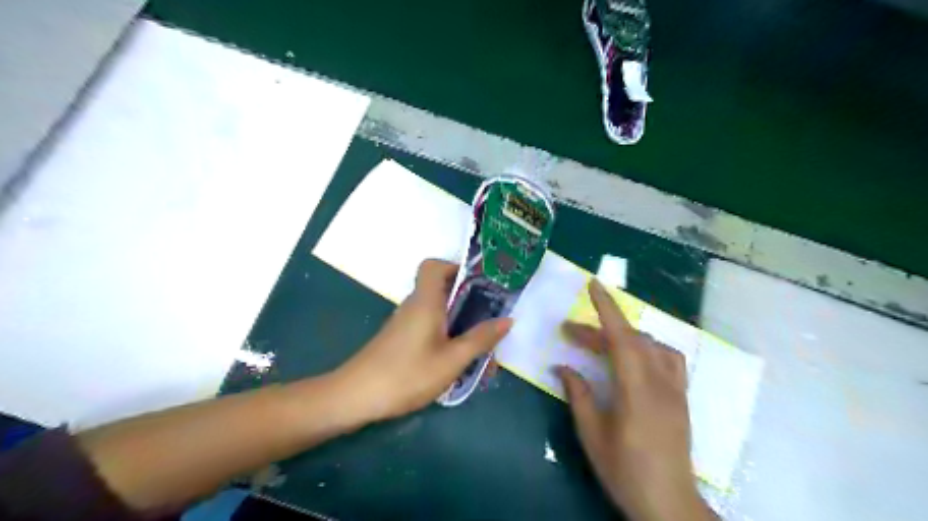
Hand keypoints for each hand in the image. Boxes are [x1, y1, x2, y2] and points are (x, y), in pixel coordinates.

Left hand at [330, 259, 510, 423]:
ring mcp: (405, 323)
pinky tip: (457, 361)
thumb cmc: (407, 374)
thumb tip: (507, 320)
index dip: (455, 267)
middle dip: (468, 301)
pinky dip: (446, 336)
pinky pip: (429, 327)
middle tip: (489, 319)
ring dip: (459, 324)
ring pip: (437, 312)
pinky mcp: (401, 339)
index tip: (478, 284)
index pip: (433, 265)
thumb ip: (480, 339)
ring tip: (480, 348)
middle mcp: (414, 306)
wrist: (356, 397)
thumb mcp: (452, 360)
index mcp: (425, 301)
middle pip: (441, 289)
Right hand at [553, 281, 712, 519]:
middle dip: (599, 329)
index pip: (622, 339)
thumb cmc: (624, 470)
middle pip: (631, 340)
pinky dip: (648, 347)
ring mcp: (675, 389)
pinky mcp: (682, 397)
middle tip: (570, 333)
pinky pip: (668, 358)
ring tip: (601, 343)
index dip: (607, 308)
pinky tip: (634, 357)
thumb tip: (563, 367)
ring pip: (652, 344)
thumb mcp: (592, 434)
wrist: (668, 503)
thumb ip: (578, 395)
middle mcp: (660, 383)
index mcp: (636, 392)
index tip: (594, 284)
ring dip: (624, 336)